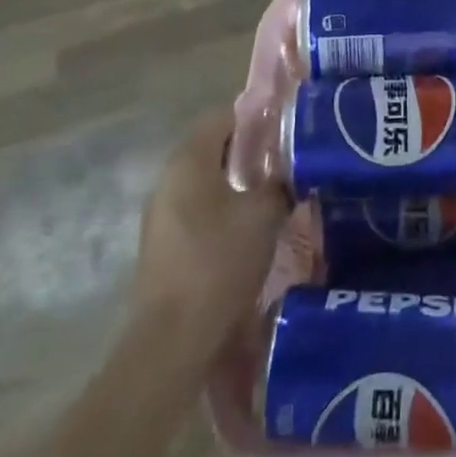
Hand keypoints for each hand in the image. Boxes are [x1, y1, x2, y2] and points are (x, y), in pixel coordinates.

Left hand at [136, 107, 289, 356]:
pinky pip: (198, 211)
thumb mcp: (264, 215)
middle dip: (249, 150)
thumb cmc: (219, 262)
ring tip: (274, 191)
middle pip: (212, 149)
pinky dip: (224, 209)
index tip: (286, 125)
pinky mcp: (163, 247)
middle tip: (287, 158)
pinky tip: (250, 227)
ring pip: (206, 182)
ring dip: (237, 182)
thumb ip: (281, 183)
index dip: (255, 116)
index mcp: (189, 161)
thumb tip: (294, 171)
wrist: (173, 340)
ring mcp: (161, 216)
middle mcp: (168, 180)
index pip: (222, 117)